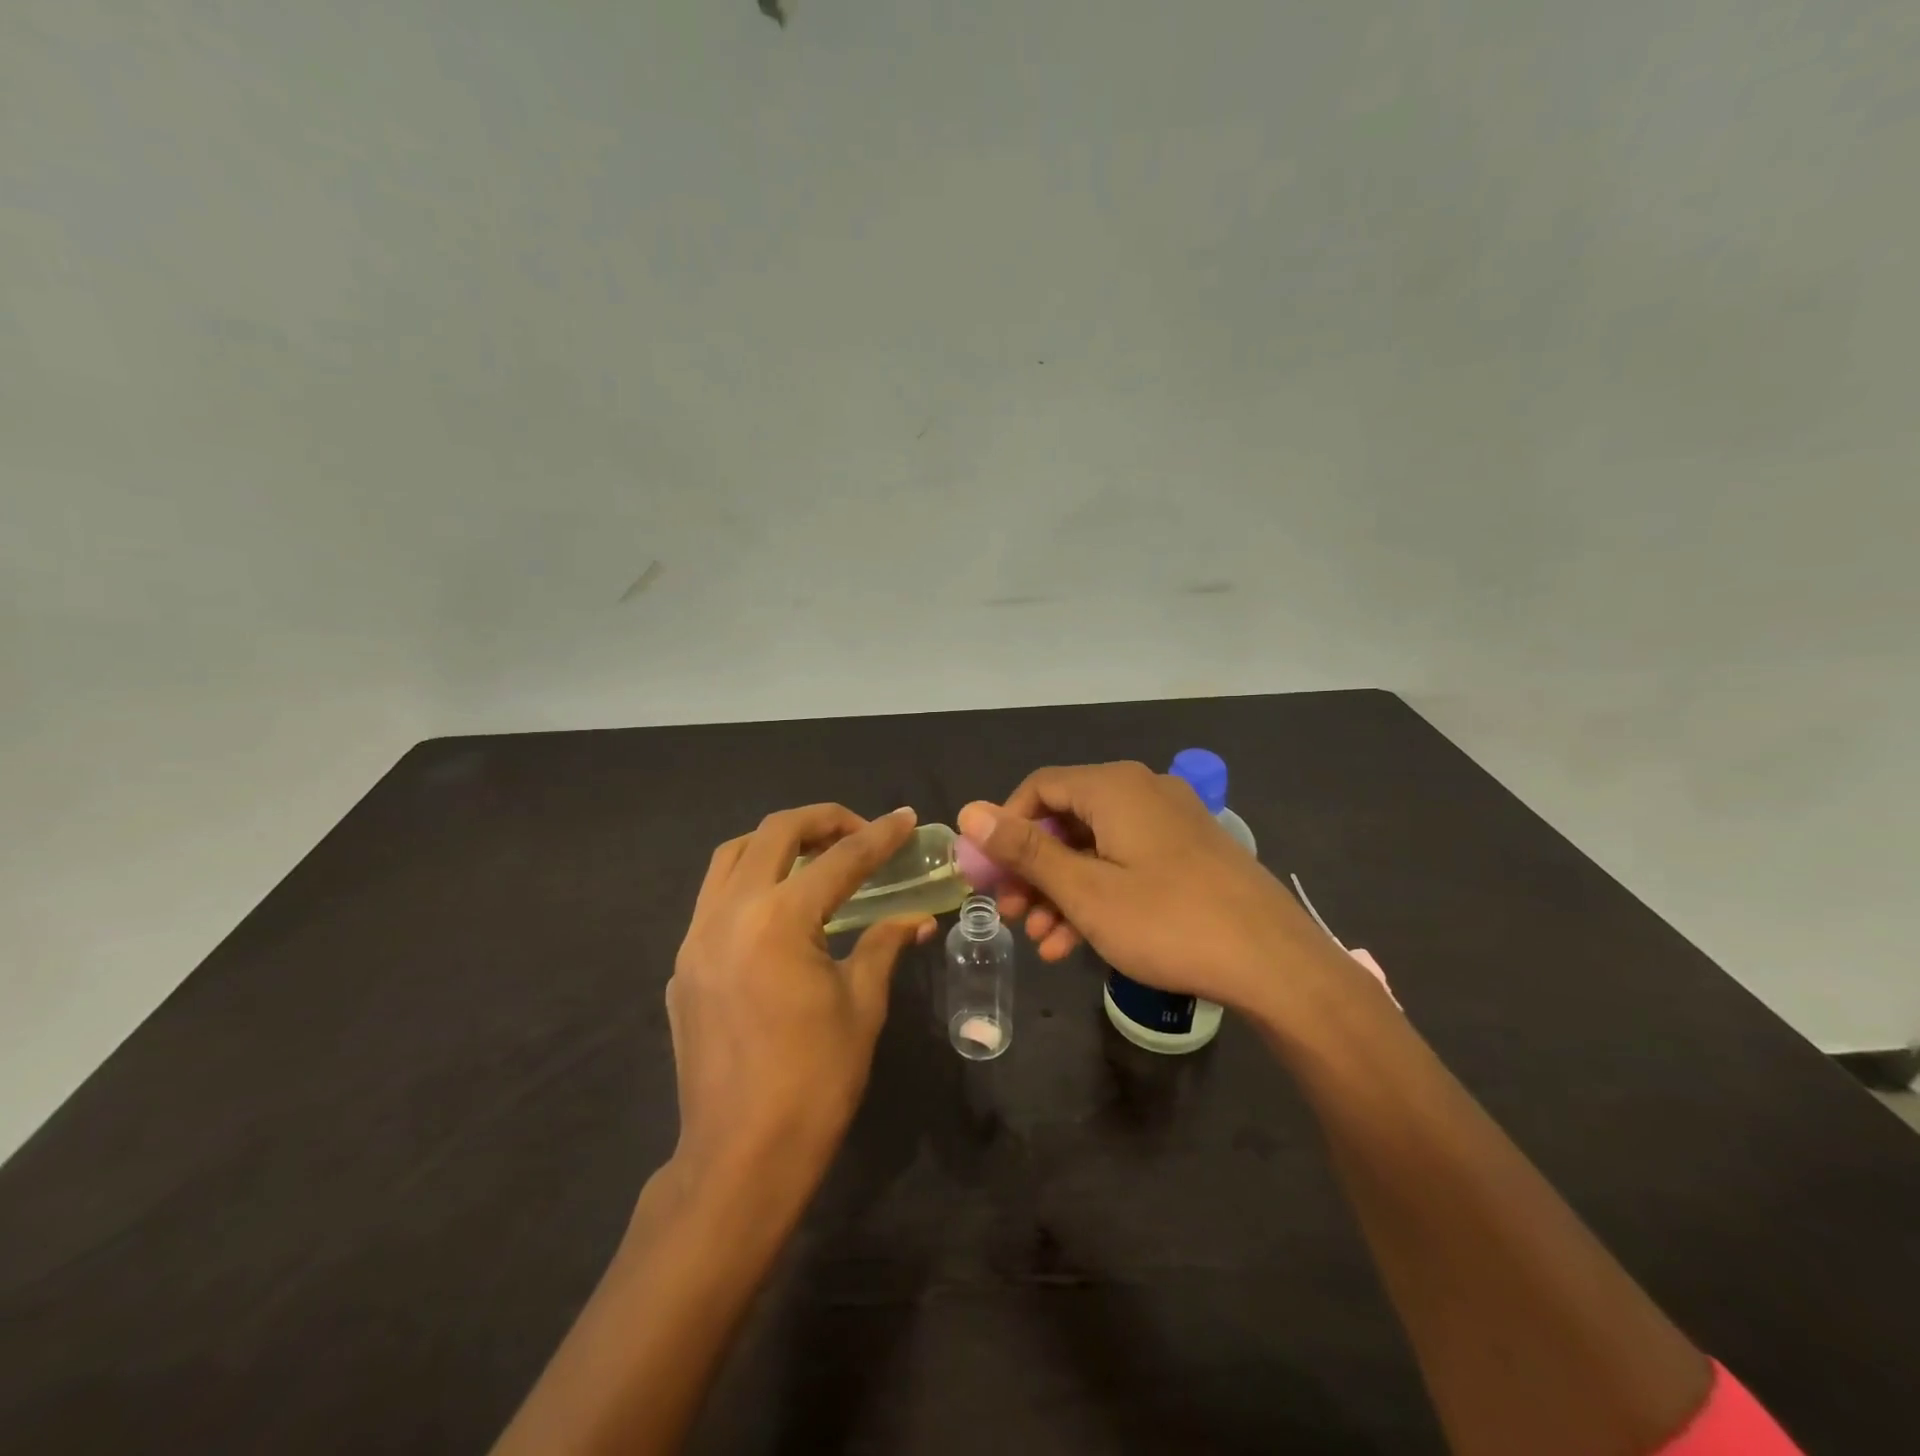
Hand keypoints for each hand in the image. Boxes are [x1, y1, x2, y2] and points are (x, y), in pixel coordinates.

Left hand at [667, 804, 934, 1193]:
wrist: (740, 1158)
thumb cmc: (815, 1081)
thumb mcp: (861, 1006)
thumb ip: (884, 945)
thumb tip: (917, 918)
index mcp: (779, 920)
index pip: (839, 860)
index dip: (879, 836)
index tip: (906, 818)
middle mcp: (729, 913)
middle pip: (774, 834)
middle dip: (822, 820)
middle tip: (859, 831)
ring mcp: (695, 938)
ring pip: (731, 856)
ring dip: (776, 843)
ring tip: (815, 857)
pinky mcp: (682, 966)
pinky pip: (713, 898)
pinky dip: (748, 882)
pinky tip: (777, 910)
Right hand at [957, 763, 1336, 1019]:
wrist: (1276, 964)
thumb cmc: (1168, 921)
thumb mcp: (1085, 890)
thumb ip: (1025, 850)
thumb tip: (969, 811)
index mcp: (1114, 787)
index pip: (1039, 788)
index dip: (1005, 828)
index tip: (989, 873)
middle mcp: (1143, 791)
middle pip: (1067, 819)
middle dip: (1033, 869)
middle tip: (1009, 912)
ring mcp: (1171, 823)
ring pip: (1096, 848)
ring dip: (1062, 891)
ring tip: (1041, 940)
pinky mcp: (1190, 854)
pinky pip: (1128, 864)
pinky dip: (1099, 895)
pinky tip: (1077, 943)